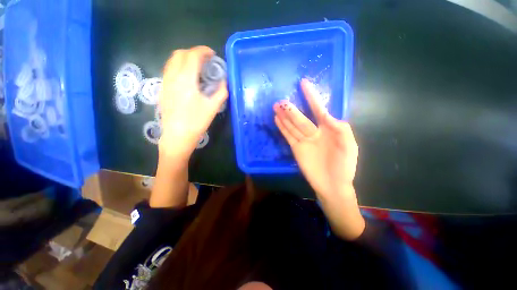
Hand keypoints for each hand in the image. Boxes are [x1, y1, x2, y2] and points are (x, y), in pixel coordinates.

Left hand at [158, 46, 227, 162]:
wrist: (177, 136)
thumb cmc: (196, 122)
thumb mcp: (213, 107)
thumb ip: (221, 92)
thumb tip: (225, 82)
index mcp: (186, 79)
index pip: (193, 55)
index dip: (203, 51)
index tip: (212, 54)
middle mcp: (172, 76)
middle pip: (180, 54)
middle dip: (193, 53)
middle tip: (205, 61)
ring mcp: (165, 82)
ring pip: (172, 61)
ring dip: (185, 59)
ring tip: (197, 68)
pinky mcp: (163, 89)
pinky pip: (169, 70)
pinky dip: (179, 67)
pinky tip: (187, 78)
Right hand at [273, 79, 363, 239]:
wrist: (332, 185)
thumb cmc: (344, 166)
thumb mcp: (349, 146)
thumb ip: (341, 128)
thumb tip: (329, 115)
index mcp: (329, 129)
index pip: (318, 109)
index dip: (311, 96)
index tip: (304, 83)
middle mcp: (314, 131)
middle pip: (301, 117)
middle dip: (291, 109)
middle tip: (281, 100)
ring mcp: (304, 140)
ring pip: (292, 125)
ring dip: (284, 116)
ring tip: (276, 106)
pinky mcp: (296, 148)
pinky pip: (288, 135)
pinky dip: (282, 127)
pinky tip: (277, 119)